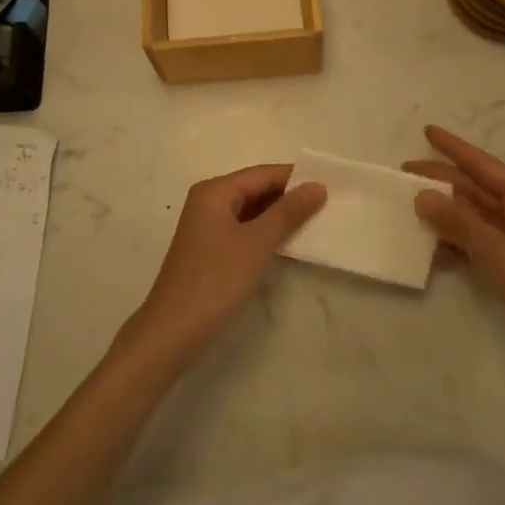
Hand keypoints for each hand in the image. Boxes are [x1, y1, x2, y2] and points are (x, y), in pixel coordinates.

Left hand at [129, 164, 326, 359]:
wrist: (173, 331)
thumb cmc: (216, 280)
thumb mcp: (257, 243)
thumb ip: (288, 212)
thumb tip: (317, 186)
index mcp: (215, 190)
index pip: (264, 174)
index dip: (297, 179)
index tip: (331, 187)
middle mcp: (208, 200)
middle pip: (256, 189)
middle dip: (289, 197)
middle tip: (328, 207)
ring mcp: (207, 226)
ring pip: (251, 210)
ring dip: (279, 216)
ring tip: (316, 223)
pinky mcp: (209, 249)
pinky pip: (243, 229)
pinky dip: (264, 233)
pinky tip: (287, 244)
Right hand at [406, 125, 504, 373]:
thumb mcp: (498, 254)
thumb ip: (459, 223)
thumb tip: (422, 195)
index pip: (484, 165)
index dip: (454, 148)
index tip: (427, 131)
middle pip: (477, 189)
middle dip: (442, 181)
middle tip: (404, 174)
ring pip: (476, 216)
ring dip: (446, 215)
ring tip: (411, 211)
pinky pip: (481, 242)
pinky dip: (459, 244)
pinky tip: (434, 252)